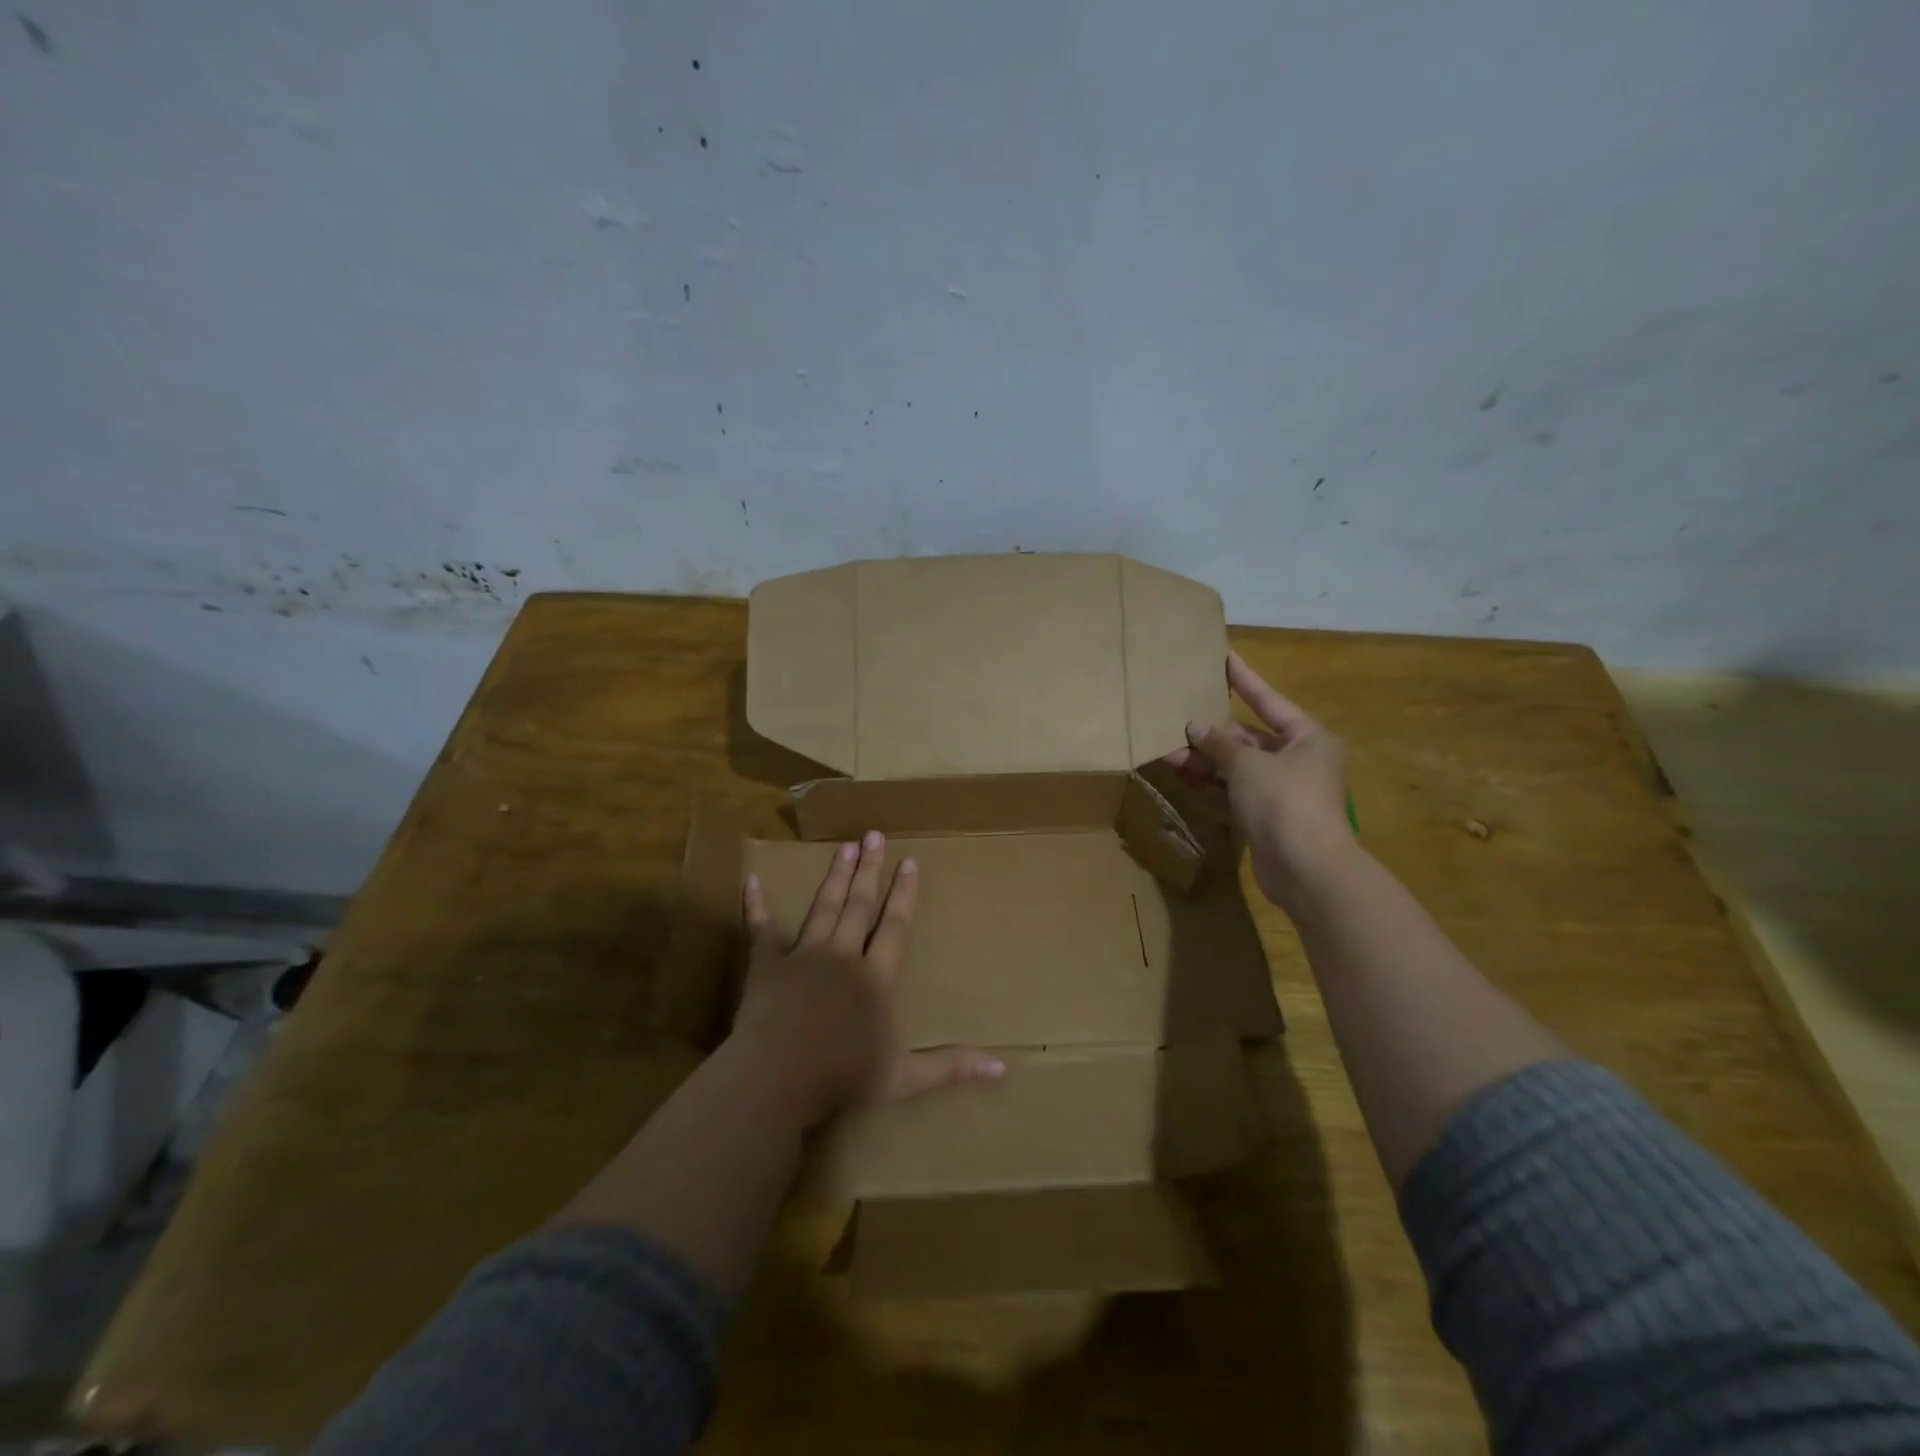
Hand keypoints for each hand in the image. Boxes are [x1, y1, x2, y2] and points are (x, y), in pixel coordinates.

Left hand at [733, 831, 1004, 1127]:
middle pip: (860, 904)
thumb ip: (951, 1066)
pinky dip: (755, 905)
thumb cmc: (842, 1078)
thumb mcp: (904, 1078)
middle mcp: (843, 955)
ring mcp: (803, 955)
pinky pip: (760, 928)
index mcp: (876, 977)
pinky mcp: (767, 965)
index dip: (904, 893)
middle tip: (874, 835)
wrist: (777, 1079)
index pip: (895, 925)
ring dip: (835, 876)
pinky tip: (751, 880)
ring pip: (823, 906)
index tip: (909, 861)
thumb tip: (1003, 1068)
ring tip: (844, 846)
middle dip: (869, 868)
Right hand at [1165, 651, 1352, 909]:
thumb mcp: (1248, 764)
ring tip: (1168, 749)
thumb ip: (1220, 743)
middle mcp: (1299, 761)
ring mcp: (1282, 792)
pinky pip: (1234, 793)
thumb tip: (1197, 727)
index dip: (1245, 680)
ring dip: (1206, 761)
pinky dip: (1211, 785)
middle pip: (1250, 738)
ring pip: (1238, 768)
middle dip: (1213, 733)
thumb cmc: (1285, 801)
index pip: (1269, 700)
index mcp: (1308, 738)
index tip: (1225, 657)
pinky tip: (1182, 775)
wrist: (1307, 869)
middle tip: (1178, 719)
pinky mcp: (1267, 819)